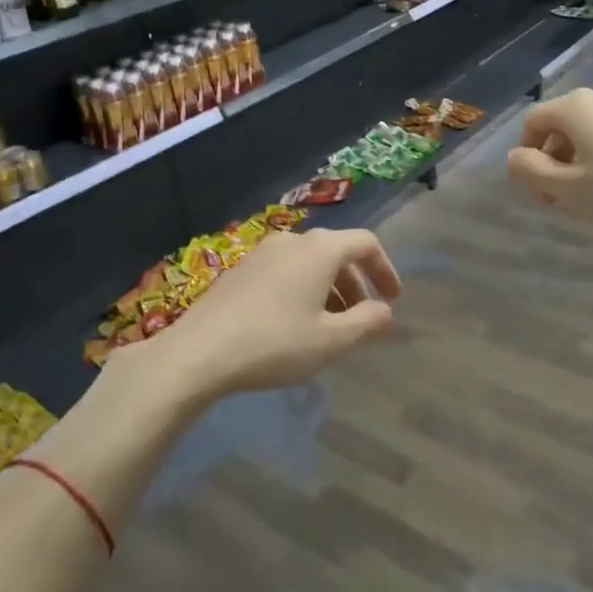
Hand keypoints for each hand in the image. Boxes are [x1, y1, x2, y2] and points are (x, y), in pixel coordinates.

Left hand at [122, 228, 399, 402]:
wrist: (199, 351)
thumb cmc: (275, 343)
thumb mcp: (331, 341)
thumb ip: (366, 322)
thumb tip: (385, 311)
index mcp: (321, 249)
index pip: (366, 243)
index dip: (385, 268)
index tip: (392, 299)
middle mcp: (294, 240)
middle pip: (337, 251)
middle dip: (356, 283)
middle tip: (363, 318)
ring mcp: (263, 252)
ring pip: (309, 262)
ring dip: (329, 288)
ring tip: (330, 326)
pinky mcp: (241, 268)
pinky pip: (285, 270)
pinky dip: (303, 289)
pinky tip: (294, 324)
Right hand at [507, 87, 592, 240]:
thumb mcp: (568, 190)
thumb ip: (531, 172)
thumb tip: (515, 157)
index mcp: (576, 107)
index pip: (533, 122)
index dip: (525, 155)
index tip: (537, 190)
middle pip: (561, 127)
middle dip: (552, 163)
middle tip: (560, 201)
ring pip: (589, 135)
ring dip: (578, 165)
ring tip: (590, 200)